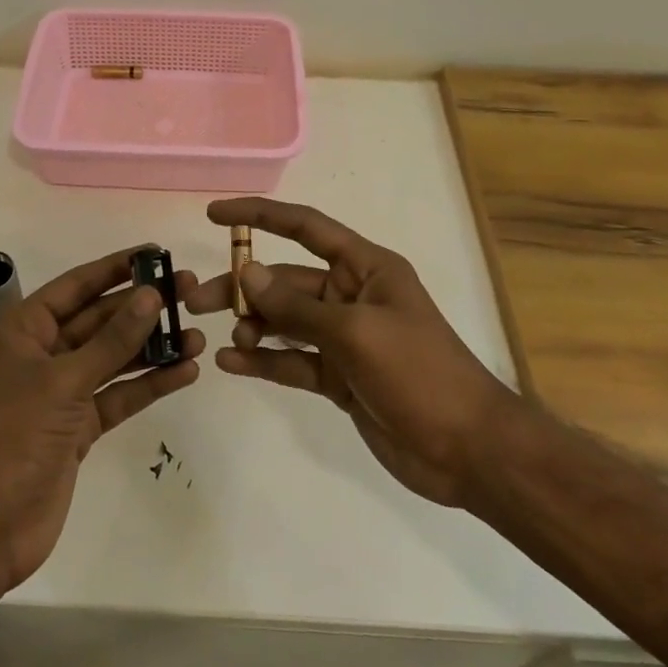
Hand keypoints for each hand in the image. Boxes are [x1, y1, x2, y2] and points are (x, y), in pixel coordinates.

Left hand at [0, 246, 203, 590]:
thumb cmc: (13, 437)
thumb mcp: (63, 381)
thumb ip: (111, 340)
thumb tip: (151, 295)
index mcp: (23, 331)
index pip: (76, 286)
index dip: (115, 268)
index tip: (155, 253)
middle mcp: (42, 354)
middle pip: (99, 320)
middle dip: (142, 307)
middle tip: (189, 291)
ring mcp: (61, 392)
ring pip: (113, 358)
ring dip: (152, 347)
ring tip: (197, 335)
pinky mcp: (78, 427)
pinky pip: (118, 395)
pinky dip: (148, 384)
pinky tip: (184, 373)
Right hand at [187, 198, 511, 509]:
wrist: (469, 451)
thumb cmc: (418, 373)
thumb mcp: (354, 332)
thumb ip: (297, 307)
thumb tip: (247, 272)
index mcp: (365, 267)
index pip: (305, 227)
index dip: (260, 216)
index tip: (216, 215)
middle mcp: (351, 296)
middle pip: (286, 280)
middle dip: (245, 286)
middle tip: (198, 299)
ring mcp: (344, 338)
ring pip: (286, 321)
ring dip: (253, 324)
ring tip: (224, 336)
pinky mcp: (339, 377)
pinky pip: (293, 360)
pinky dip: (264, 360)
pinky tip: (232, 363)